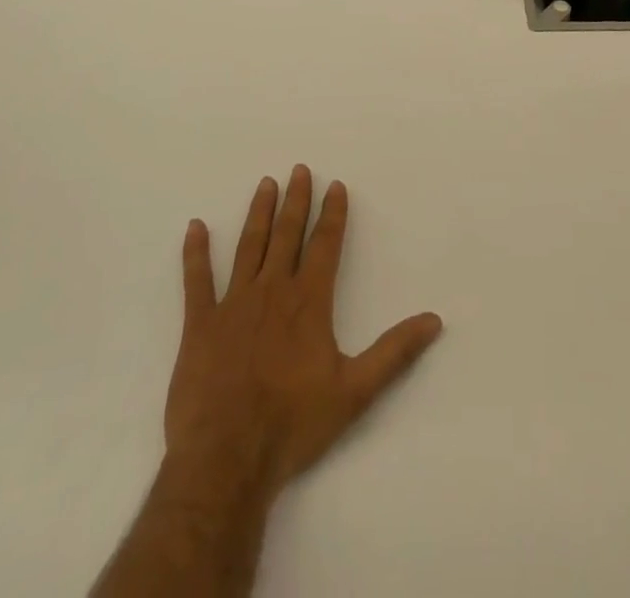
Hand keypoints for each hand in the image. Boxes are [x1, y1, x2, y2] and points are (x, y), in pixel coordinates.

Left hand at [163, 166, 443, 502]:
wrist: (226, 460)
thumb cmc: (293, 424)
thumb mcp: (355, 391)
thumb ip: (394, 352)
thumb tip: (434, 320)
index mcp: (309, 301)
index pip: (324, 244)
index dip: (332, 213)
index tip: (335, 185)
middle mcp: (272, 291)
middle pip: (286, 234)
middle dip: (296, 201)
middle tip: (299, 169)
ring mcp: (233, 304)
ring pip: (249, 246)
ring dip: (259, 213)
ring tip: (265, 184)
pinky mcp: (200, 325)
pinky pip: (196, 281)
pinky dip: (195, 253)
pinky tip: (195, 227)